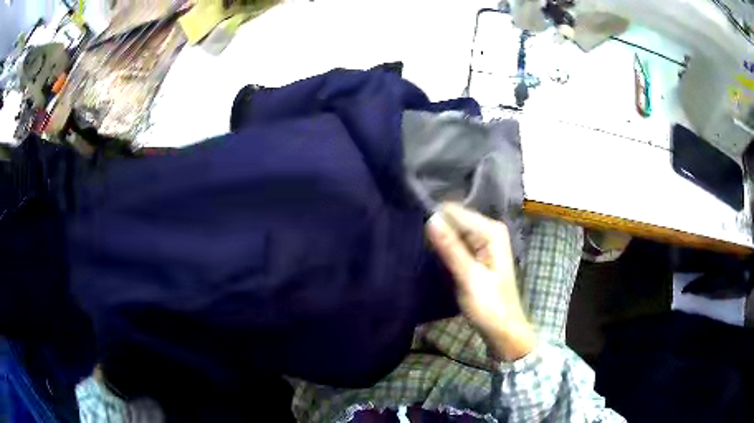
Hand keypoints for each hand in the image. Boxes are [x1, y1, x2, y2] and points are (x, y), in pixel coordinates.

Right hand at [426, 203, 533, 360]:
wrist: (503, 331)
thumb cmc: (489, 306)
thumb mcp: (468, 277)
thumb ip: (450, 248)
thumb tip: (430, 218)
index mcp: (491, 231)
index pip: (454, 211)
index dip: (435, 220)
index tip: (416, 234)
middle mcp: (489, 231)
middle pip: (454, 219)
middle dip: (437, 230)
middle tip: (418, 248)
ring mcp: (484, 243)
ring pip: (454, 232)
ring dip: (439, 241)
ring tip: (422, 253)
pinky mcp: (478, 256)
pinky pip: (456, 244)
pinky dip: (445, 250)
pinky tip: (434, 259)